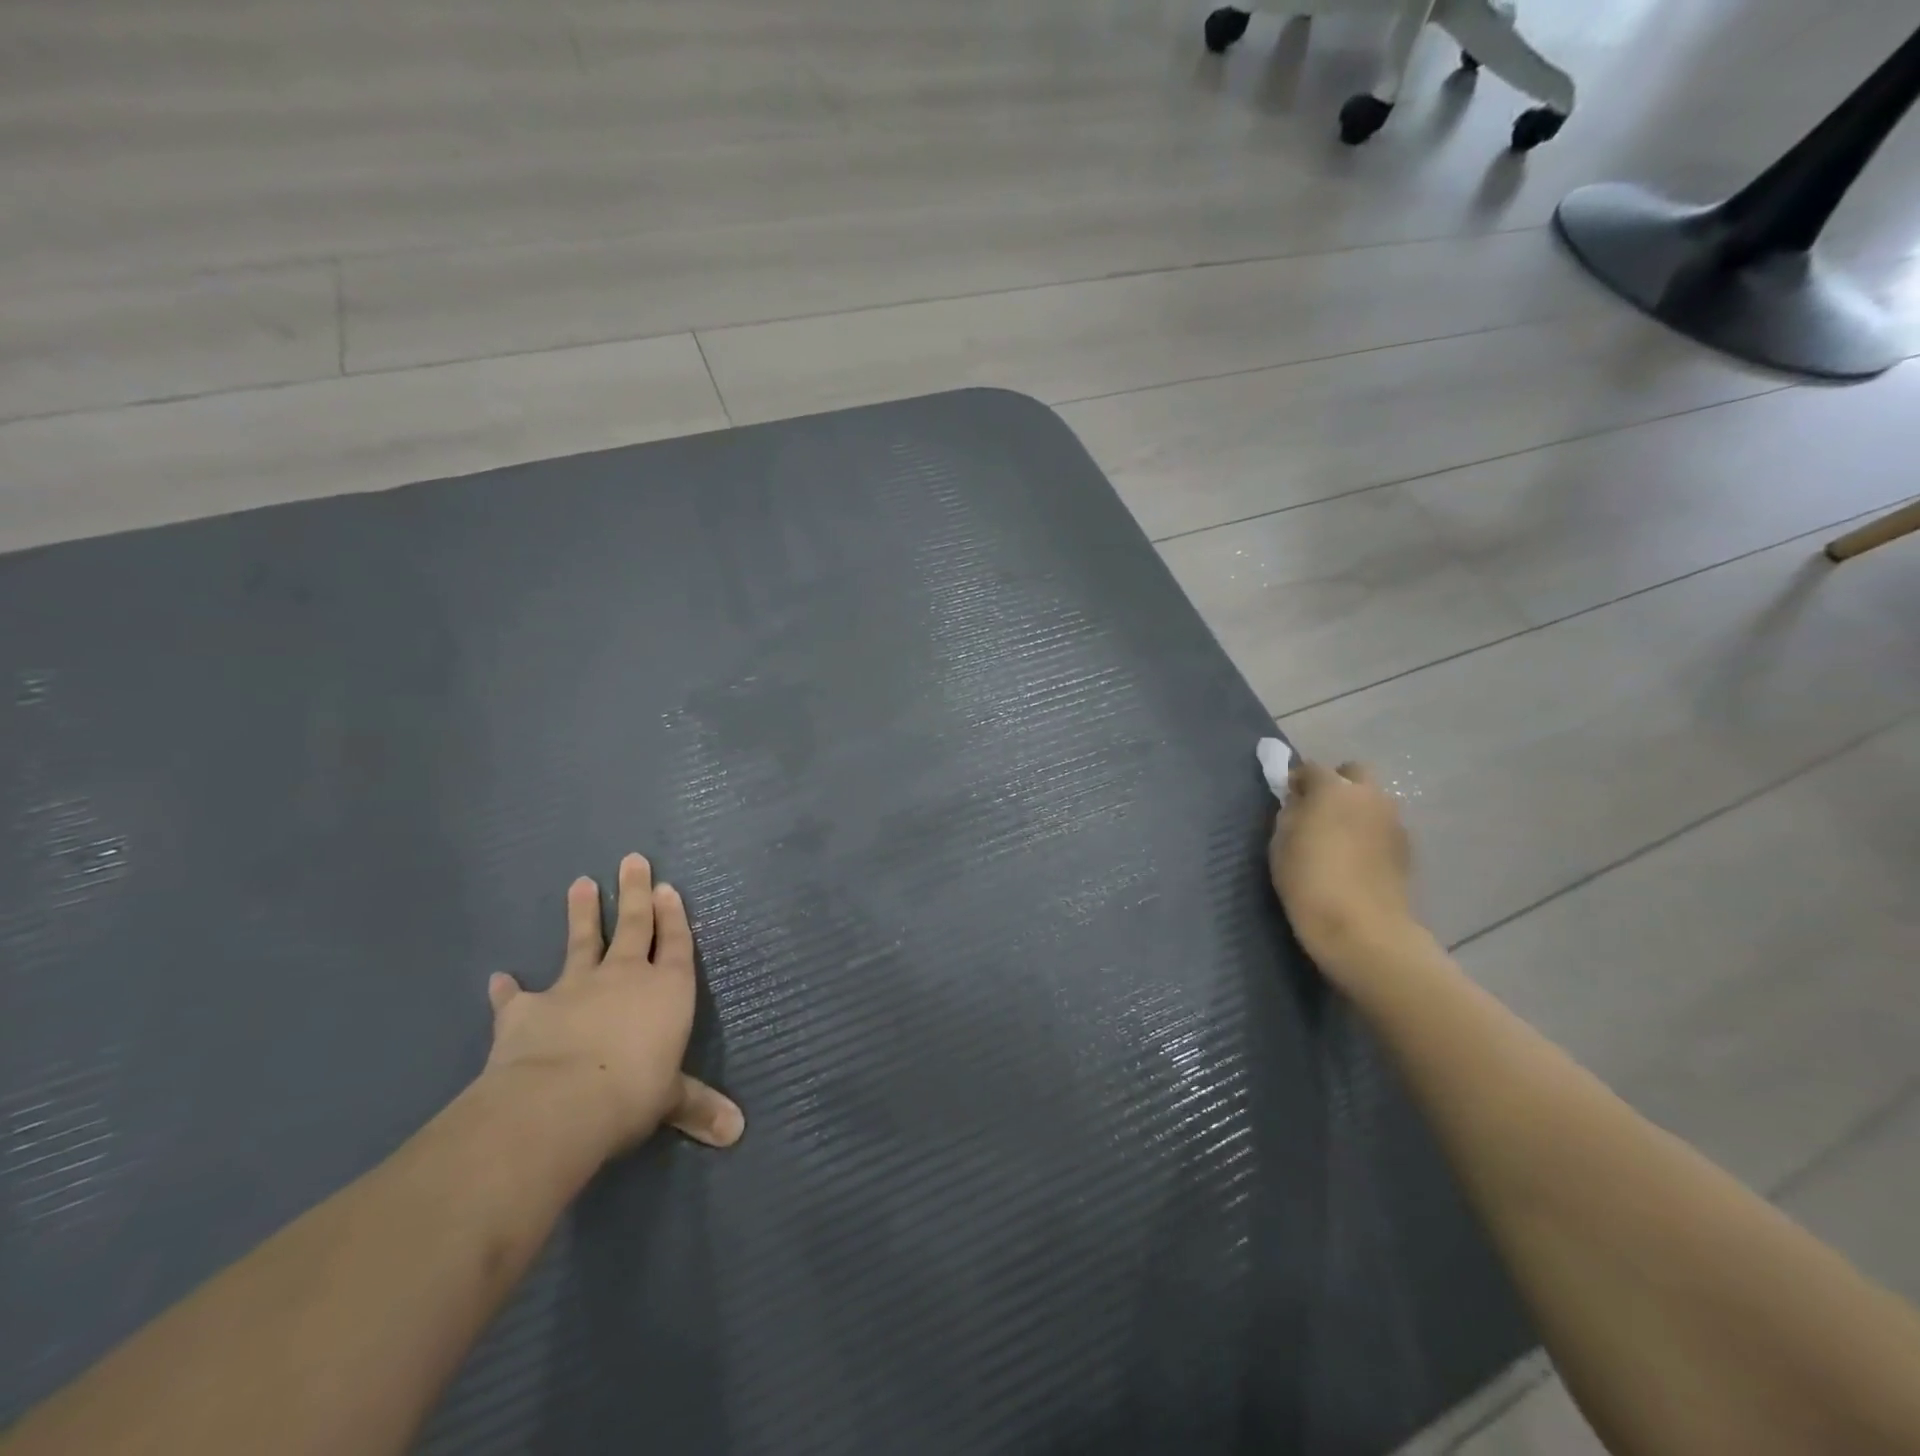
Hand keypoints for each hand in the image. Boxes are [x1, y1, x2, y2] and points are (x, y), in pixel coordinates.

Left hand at [484, 854, 743, 1155]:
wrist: (559, 1101)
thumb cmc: (632, 1093)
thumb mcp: (671, 1101)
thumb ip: (698, 1107)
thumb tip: (737, 1132)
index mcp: (667, 990)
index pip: (676, 944)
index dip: (674, 916)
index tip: (668, 887)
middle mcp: (624, 977)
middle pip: (634, 925)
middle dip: (635, 892)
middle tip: (632, 859)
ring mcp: (574, 988)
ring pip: (582, 941)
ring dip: (582, 913)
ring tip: (581, 882)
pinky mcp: (528, 1010)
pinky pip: (517, 996)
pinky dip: (508, 988)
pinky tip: (499, 978)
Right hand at [1268, 760, 1418, 979]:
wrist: (1362, 929)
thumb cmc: (1308, 881)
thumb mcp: (1281, 843)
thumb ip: (1291, 814)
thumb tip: (1299, 803)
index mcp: (1333, 789)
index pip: (1311, 768)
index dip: (1297, 781)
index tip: (1288, 800)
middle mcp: (1369, 796)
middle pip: (1354, 773)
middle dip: (1336, 784)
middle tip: (1318, 810)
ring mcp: (1393, 821)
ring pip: (1373, 800)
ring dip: (1356, 808)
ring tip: (1339, 838)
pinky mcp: (1406, 848)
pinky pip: (1383, 827)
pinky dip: (1370, 832)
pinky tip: (1357, 858)